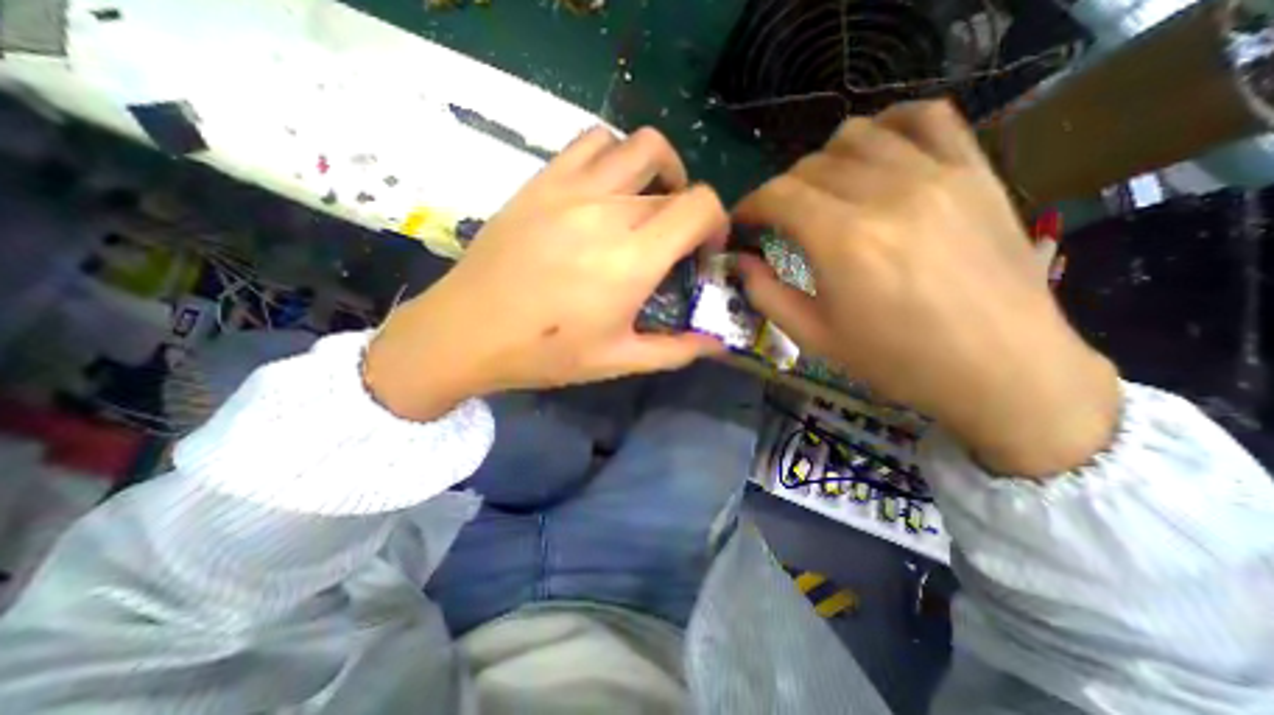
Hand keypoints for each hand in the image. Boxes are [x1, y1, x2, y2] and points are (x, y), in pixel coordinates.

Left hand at [362, 127, 730, 422]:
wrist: (466, 332)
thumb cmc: (545, 353)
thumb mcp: (618, 361)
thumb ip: (675, 351)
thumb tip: (717, 345)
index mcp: (633, 259)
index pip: (701, 206)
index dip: (716, 224)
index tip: (703, 252)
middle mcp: (609, 212)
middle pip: (676, 185)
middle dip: (688, 213)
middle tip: (673, 244)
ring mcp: (573, 189)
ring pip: (640, 147)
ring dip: (660, 172)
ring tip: (649, 204)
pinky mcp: (543, 180)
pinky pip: (593, 141)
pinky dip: (616, 155)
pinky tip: (608, 190)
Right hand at [739, 102, 1116, 477]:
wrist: (1000, 366)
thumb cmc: (895, 359)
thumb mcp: (813, 337)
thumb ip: (766, 294)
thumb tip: (740, 262)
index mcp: (843, 241)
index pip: (778, 195)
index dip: (750, 204)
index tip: (743, 222)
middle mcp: (885, 195)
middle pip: (811, 166)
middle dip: (781, 191)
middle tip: (780, 220)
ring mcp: (936, 175)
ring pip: (858, 134)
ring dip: (824, 160)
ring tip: (822, 191)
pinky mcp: (974, 170)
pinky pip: (927, 117)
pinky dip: (890, 124)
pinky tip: (876, 152)